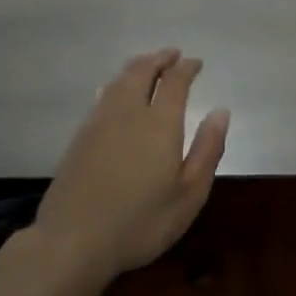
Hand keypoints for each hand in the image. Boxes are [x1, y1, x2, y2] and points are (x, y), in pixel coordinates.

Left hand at [34, 49, 228, 279]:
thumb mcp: (189, 194)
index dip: (187, 68)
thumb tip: (221, 112)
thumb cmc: (141, 222)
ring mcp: (99, 123)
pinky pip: (102, 96)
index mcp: (159, 123)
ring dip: (137, 67)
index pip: (175, 82)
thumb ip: (208, 150)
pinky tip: (116, 92)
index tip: (197, 63)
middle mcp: (128, 113)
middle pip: (142, 71)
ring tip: (148, 65)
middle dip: (159, 58)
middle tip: (173, 55)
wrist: (73, 241)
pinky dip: (117, 84)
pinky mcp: (80, 138)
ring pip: (119, 80)